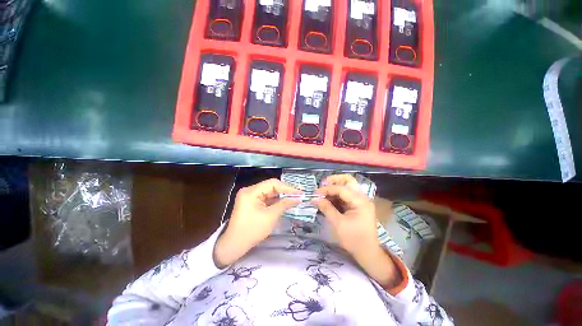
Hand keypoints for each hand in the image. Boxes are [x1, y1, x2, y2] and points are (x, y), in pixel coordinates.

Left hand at [213, 179, 300, 267]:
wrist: (234, 245)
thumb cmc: (252, 231)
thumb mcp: (270, 217)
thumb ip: (284, 204)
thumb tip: (298, 198)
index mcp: (251, 191)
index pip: (272, 183)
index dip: (287, 187)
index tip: (300, 193)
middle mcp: (249, 190)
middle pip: (271, 186)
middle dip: (285, 191)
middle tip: (298, 196)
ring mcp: (249, 196)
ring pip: (269, 192)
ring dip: (280, 196)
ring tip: (294, 199)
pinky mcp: (251, 201)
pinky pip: (265, 198)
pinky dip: (275, 201)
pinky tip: (284, 203)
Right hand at [314, 174, 377, 257]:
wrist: (368, 253)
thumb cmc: (353, 239)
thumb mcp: (338, 223)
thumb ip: (326, 208)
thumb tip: (314, 198)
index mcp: (360, 201)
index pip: (341, 188)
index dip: (327, 189)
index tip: (315, 193)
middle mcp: (362, 197)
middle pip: (348, 180)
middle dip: (334, 180)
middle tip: (322, 185)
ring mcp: (361, 200)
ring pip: (347, 186)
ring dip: (335, 187)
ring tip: (324, 193)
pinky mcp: (358, 205)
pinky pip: (347, 194)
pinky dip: (337, 194)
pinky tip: (329, 199)